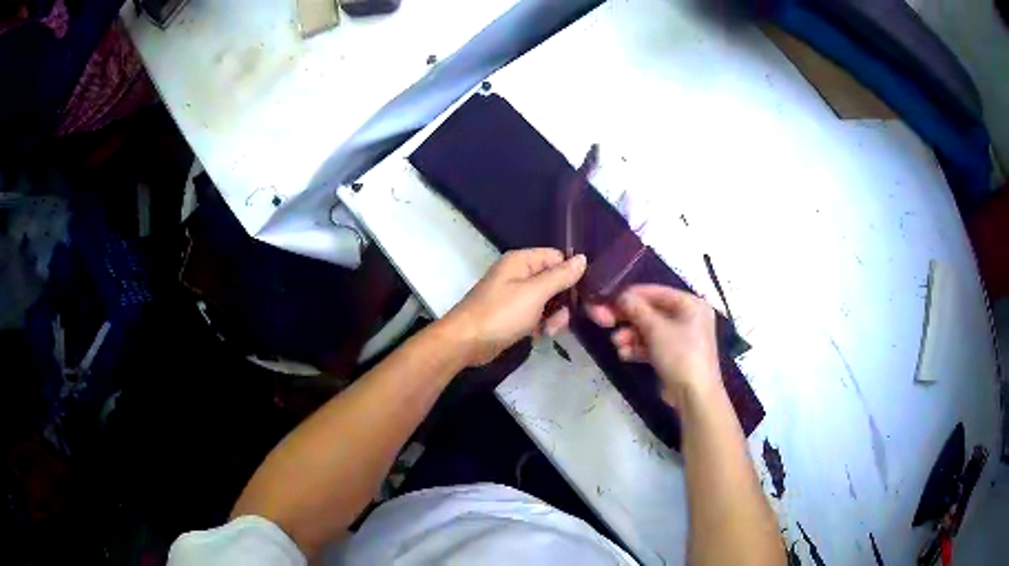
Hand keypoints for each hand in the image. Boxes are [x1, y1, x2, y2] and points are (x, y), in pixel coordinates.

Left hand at [444, 249, 586, 366]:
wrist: (466, 343)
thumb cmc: (500, 314)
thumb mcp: (535, 293)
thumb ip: (560, 276)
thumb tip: (583, 259)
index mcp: (522, 261)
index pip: (557, 258)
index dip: (572, 273)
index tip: (585, 293)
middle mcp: (519, 274)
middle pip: (554, 281)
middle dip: (563, 301)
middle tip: (562, 318)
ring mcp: (515, 296)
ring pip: (548, 301)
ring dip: (553, 316)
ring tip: (549, 330)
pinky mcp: (513, 316)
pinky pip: (536, 316)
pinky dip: (541, 325)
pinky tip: (540, 336)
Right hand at [586, 285, 721, 407]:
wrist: (694, 395)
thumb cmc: (680, 355)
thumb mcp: (655, 329)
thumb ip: (636, 309)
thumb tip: (620, 296)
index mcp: (690, 304)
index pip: (656, 292)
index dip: (631, 296)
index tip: (609, 301)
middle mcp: (688, 317)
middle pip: (652, 312)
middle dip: (628, 319)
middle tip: (605, 322)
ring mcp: (682, 338)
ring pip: (650, 330)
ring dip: (631, 336)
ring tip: (617, 344)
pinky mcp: (675, 356)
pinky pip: (654, 345)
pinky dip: (639, 348)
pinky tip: (624, 354)